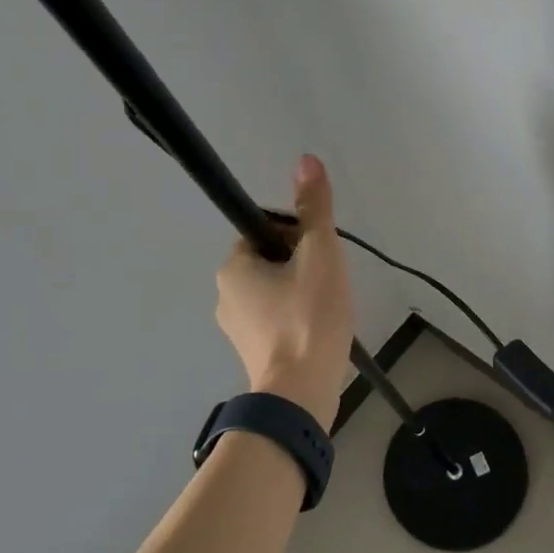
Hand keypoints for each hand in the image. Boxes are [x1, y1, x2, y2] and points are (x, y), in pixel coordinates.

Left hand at [215, 155, 355, 429]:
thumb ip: (314, 208)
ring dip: (301, 292)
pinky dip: (296, 318)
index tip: (320, 256)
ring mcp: (236, 328)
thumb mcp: (320, 254)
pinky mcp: (251, 352)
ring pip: (275, 292)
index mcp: (233, 267)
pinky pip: (276, 319)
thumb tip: (306, 159)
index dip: (298, 237)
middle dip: (302, 266)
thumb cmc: (309, 317)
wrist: (301, 392)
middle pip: (271, 261)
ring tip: (328, 310)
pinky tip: (319, 331)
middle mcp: (225, 295)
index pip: (265, 232)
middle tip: (329, 284)